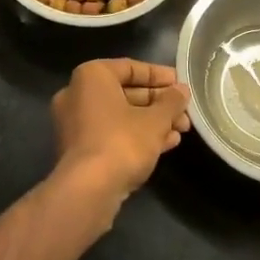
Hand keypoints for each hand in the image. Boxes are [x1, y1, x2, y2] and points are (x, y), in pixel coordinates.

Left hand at [51, 59, 191, 207]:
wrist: (88, 191)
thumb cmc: (122, 141)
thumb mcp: (155, 120)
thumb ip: (171, 102)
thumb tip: (182, 91)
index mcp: (91, 77)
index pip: (130, 68)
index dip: (159, 76)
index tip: (180, 84)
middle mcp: (77, 95)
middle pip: (126, 93)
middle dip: (158, 103)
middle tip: (184, 111)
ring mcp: (75, 124)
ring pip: (121, 116)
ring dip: (152, 122)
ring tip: (181, 129)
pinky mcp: (79, 150)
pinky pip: (112, 134)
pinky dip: (136, 136)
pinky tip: (166, 144)